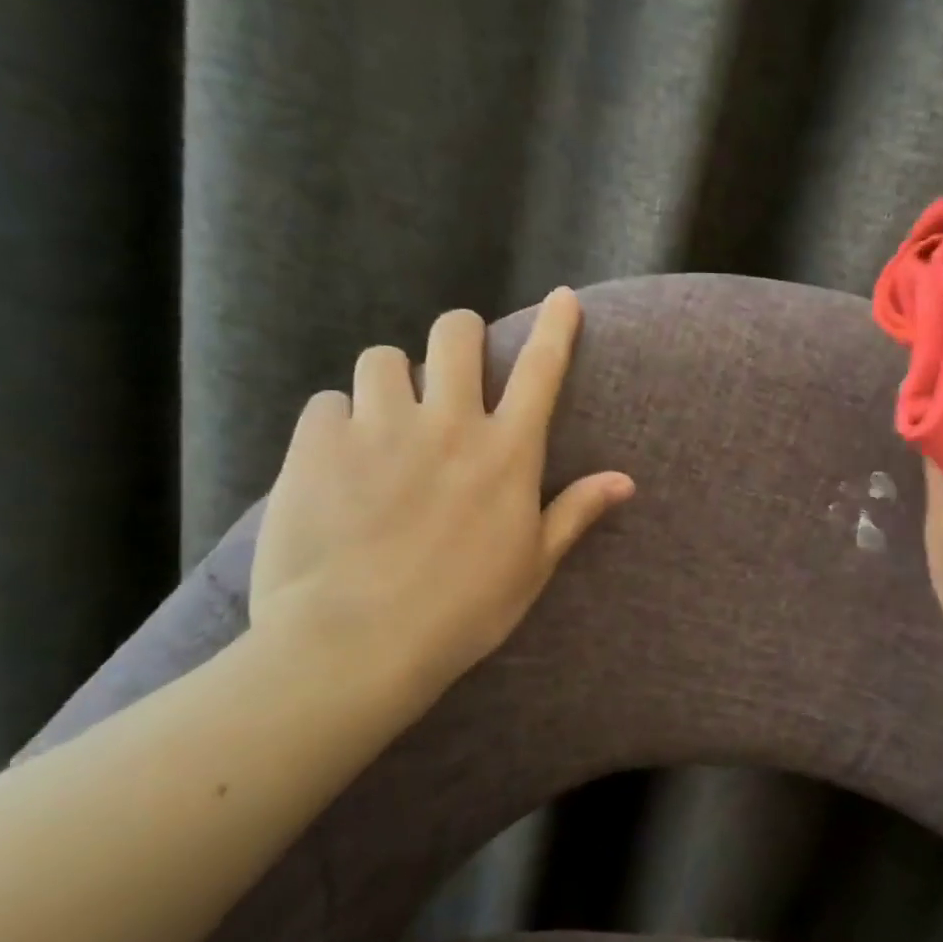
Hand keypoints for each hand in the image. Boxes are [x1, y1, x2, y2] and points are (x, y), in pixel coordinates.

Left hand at [250, 288, 633, 715]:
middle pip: (455, 335)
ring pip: (383, 359)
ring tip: (387, 419)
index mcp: (507, 454)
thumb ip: (576, 512)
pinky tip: (339, 460)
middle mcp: (449, 424)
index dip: (558, 328)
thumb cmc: (462, 610)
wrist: (356, 643)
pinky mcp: (316, 444)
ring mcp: (379, 428)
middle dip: (461, 336)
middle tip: (455, 364)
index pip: (542, 372)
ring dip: (392, 381)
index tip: (564, 297)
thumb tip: (626, 481)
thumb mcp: (533, 565)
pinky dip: (339, 421)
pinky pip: (328, 403)